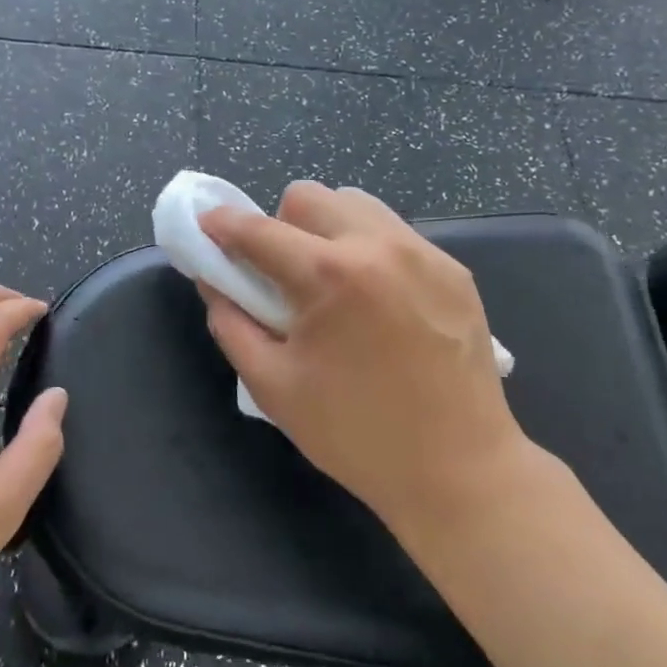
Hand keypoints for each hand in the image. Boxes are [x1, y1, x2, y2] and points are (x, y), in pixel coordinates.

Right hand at [199, 183, 549, 549]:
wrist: (459, 470)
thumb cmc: (355, 434)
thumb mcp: (273, 386)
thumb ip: (232, 324)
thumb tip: (214, 282)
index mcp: (329, 276)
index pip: (258, 230)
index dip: (221, 225)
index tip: (206, 229)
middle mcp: (379, 246)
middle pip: (308, 197)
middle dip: (280, 225)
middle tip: (281, 274)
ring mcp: (424, 254)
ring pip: (355, 205)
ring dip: (326, 230)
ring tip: (331, 283)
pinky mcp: (453, 270)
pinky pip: (393, 233)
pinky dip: (367, 249)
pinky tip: (375, 301)